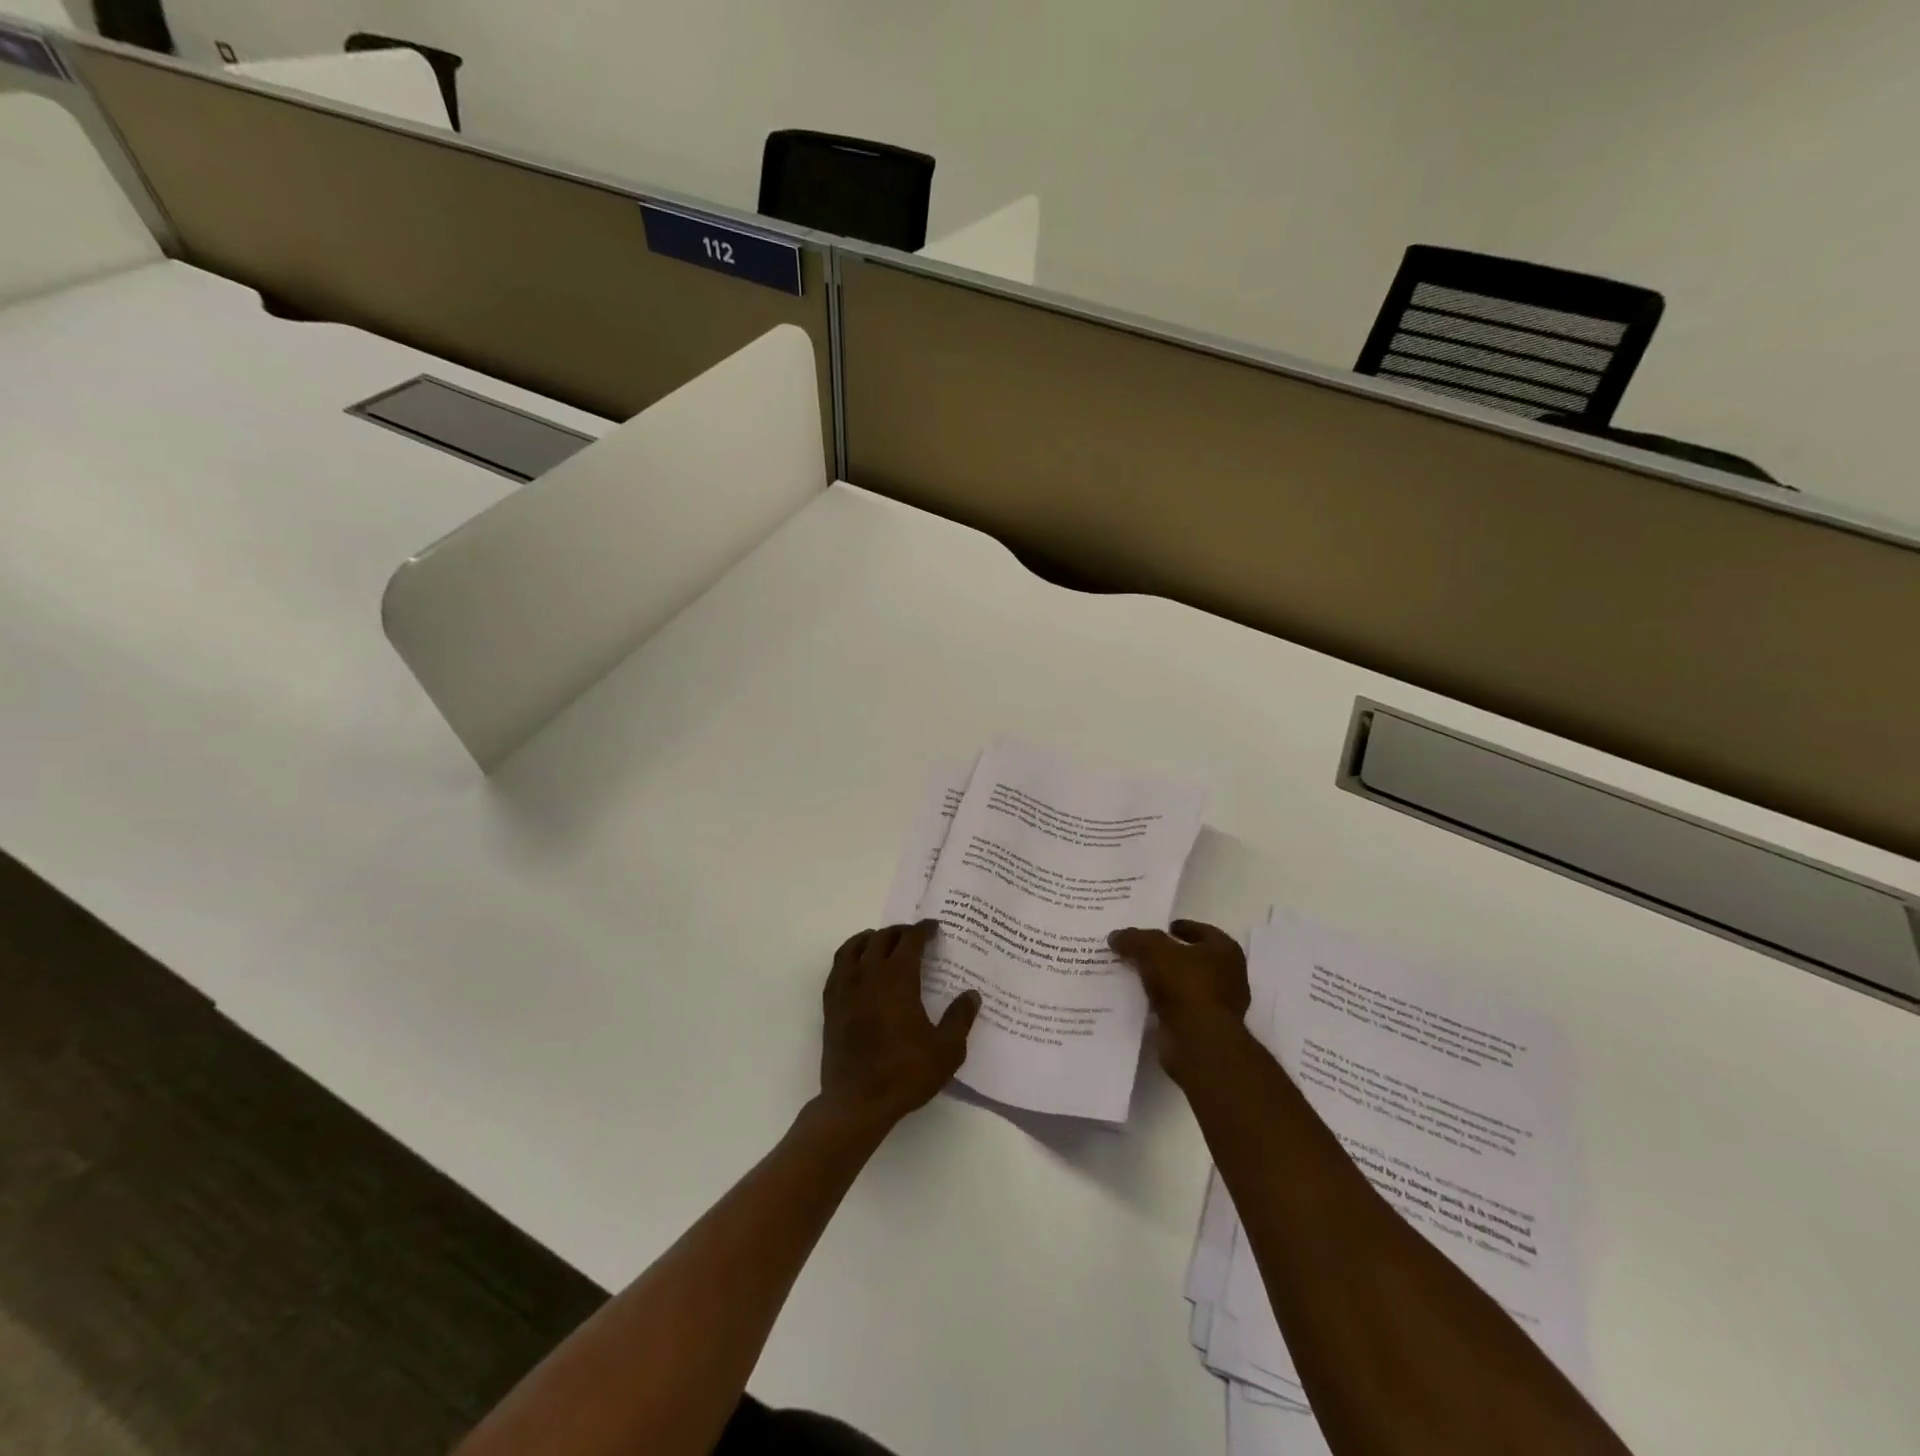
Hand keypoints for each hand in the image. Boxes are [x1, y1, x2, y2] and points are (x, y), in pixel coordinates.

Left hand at [818, 921, 979, 1133]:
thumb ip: (960, 1018)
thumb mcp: (946, 1050)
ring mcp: (845, 989)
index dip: (923, 930)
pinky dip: (849, 957)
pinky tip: (856, 967)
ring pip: (853, 948)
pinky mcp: (831, 1006)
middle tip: (913, 935)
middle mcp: (869, 975)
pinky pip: (837, 968)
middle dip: (899, 932)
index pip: (910, 941)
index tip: (934, 928)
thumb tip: (972, 995)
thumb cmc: (905, 1074)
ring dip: (870, 939)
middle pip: (882, 939)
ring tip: (881, 941)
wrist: (857, 1103)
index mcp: (898, 979)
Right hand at [1108, 920, 1250, 1084]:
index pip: (1200, 930)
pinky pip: (1177, 1008)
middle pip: (1191, 958)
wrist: (1198, 1042)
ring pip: (1183, 985)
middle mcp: (1228, 976)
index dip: (1177, 928)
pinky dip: (1161, 1004)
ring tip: (1133, 975)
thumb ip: (1134, 939)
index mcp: (1225, 951)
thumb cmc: (1185, 985)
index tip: (1153, 929)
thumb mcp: (1152, 950)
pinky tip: (1139, 1001)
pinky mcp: (1203, 1029)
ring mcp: (1218, 1006)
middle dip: (1166, 956)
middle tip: (1138, 952)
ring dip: (1162, 981)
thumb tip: (1116, 936)